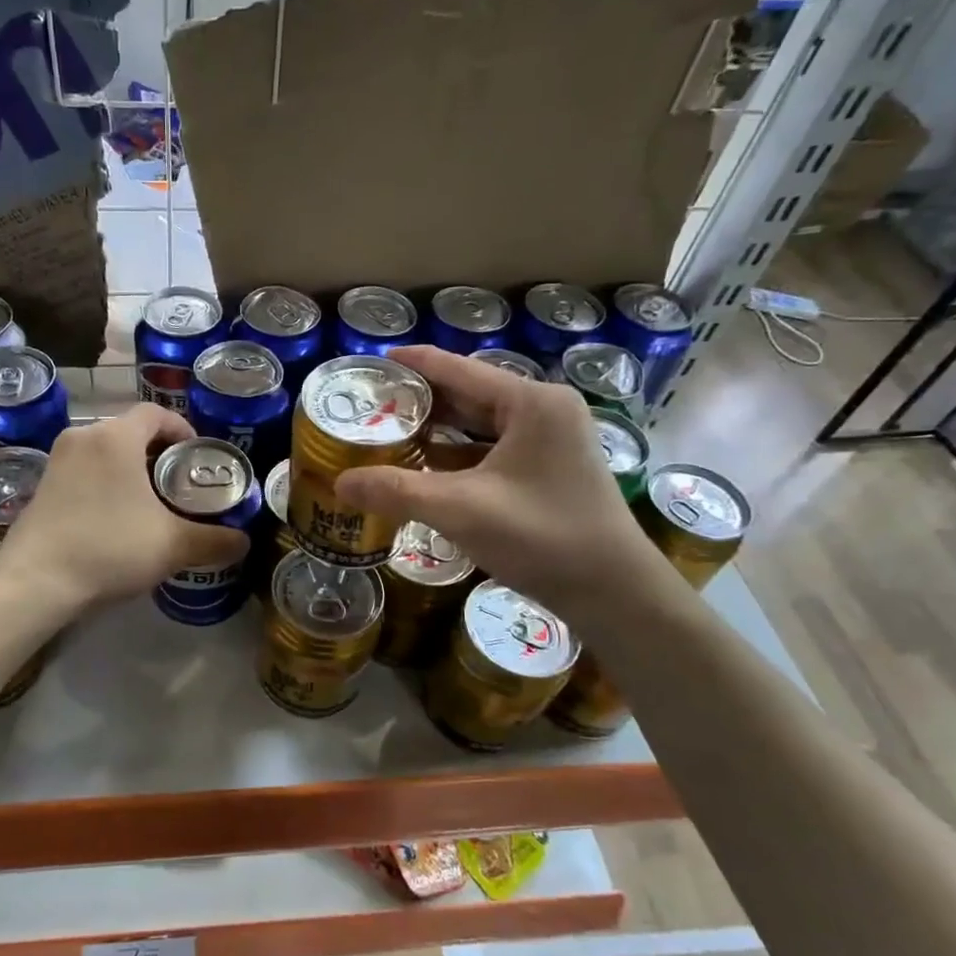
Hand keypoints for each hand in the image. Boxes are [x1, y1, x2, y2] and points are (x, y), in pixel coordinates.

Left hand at [0, 405, 249, 614]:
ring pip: (105, 452)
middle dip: (158, 453)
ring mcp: (57, 461)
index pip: (156, 413)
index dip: (182, 429)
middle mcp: (83, 437)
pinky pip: (84, 471)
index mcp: (115, 437)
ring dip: (130, 469)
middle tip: (180, 483)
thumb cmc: (109, 548)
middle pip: (130, 431)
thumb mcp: (172, 545)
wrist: (36, 582)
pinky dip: (105, 483)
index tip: (197, 455)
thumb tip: (243, 542)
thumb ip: (214, 540)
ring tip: (151, 503)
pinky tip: (115, 520)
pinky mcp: (42, 486)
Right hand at [333, 347, 663, 614]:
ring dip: (437, 431)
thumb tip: (340, 483)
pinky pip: (492, 450)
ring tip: (387, 434)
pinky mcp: (549, 469)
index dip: (412, 364)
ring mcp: (550, 441)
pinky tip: (424, 469)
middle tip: (369, 406)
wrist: (614, 593)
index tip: (370, 362)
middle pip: (469, 395)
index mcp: (531, 402)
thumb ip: (398, 491)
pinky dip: (458, 456)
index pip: (458, 369)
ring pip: (480, 425)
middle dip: (419, 401)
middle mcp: (544, 410)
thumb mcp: (462, 510)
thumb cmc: (543, 538)